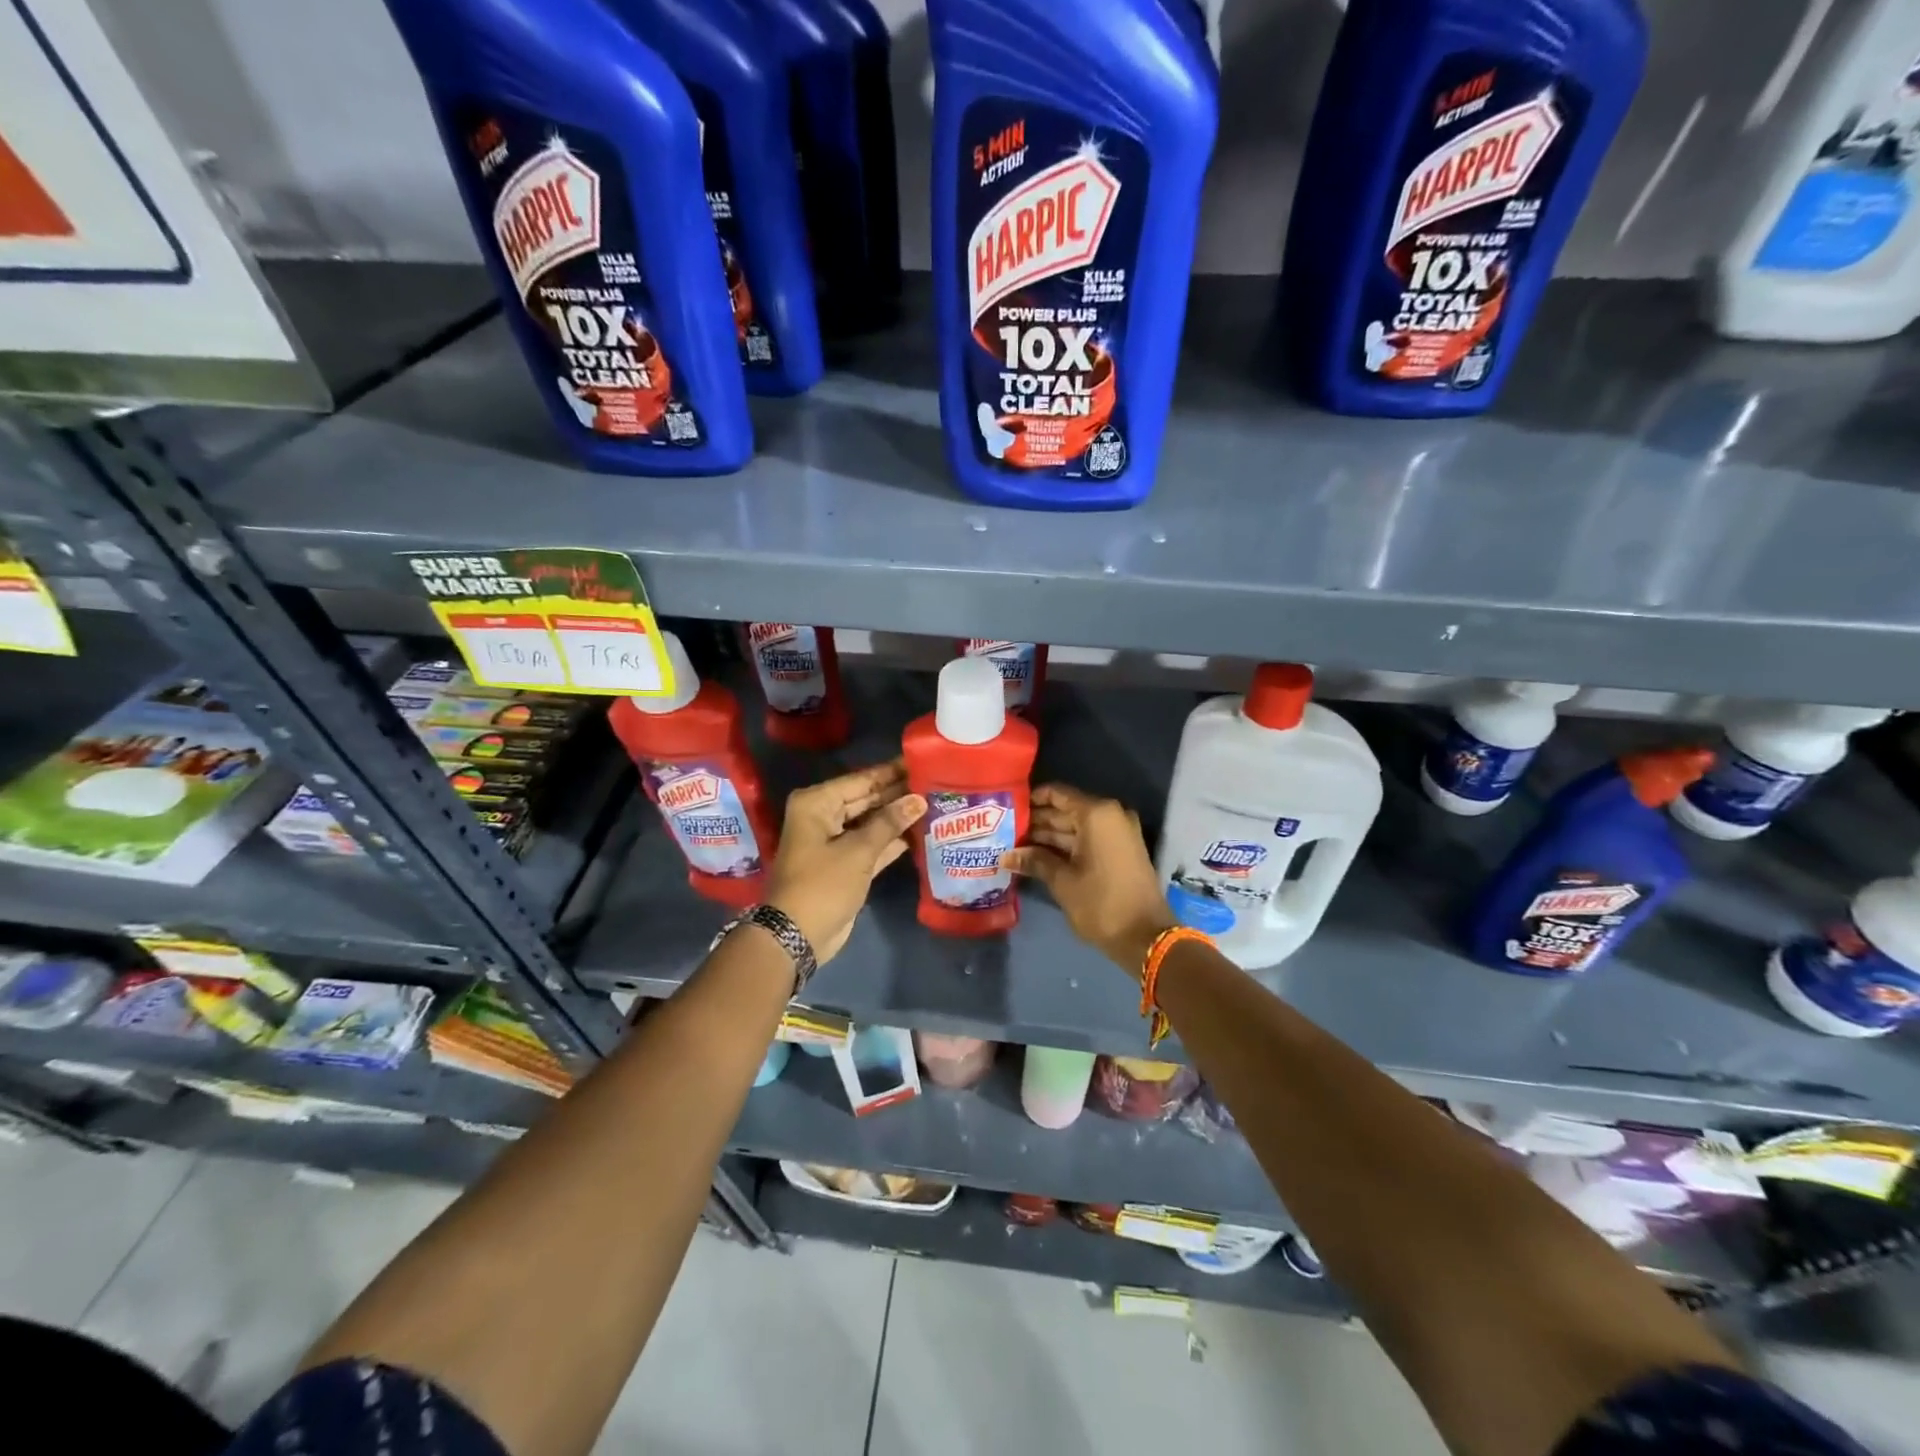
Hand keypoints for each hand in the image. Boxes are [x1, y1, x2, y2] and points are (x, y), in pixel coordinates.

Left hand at [765, 760, 925, 963]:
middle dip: (898, 794)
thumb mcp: (858, 851)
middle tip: (936, 783)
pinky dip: (892, 840)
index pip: (862, 779)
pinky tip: (920, 832)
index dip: (893, 772)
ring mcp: (834, 841)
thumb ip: (890, 822)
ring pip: (871, 822)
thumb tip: (919, 799)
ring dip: (898, 817)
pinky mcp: (845, 864)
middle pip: (867, 798)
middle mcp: (823, 816)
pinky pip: (872, 844)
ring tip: (935, 803)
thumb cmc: (823, 885)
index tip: (923, 760)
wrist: (797, 936)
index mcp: (817, 803)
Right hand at [1001, 783, 1175, 978]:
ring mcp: (1118, 833)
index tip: (1007, 808)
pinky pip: (1088, 839)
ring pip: (1076, 827)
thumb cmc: (1101, 902)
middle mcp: (1110, 815)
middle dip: (1037, 822)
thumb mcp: (1062, 881)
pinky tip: (1037, 856)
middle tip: (1005, 831)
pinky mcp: (1120, 851)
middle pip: (1065, 811)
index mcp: (1097, 814)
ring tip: (1015, 845)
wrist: (1145, 936)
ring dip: (1048, 836)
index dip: (1031, 800)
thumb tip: (1006, 856)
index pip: (1057, 794)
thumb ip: (1034, 861)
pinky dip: (1066, 847)